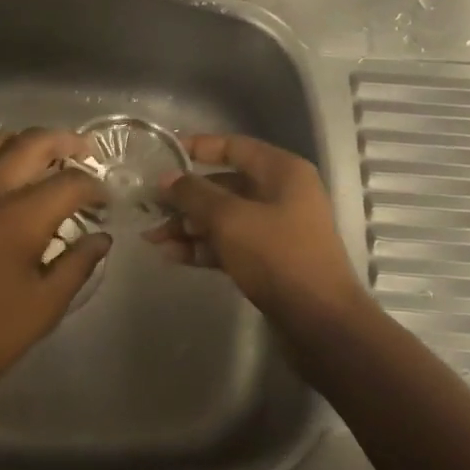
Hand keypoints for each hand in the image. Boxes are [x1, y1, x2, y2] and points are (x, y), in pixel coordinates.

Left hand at [0, 127, 108, 413]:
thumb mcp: (43, 308)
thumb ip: (78, 265)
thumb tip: (100, 237)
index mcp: (19, 217)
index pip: (70, 182)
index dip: (95, 186)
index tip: (105, 199)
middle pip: (32, 142)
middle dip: (65, 142)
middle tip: (85, 152)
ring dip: (26, 143)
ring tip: (43, 162)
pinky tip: (2, 190)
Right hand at [149, 133, 368, 326]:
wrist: (320, 323)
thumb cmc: (277, 257)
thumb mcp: (230, 219)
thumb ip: (194, 194)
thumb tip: (167, 178)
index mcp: (282, 171)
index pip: (234, 146)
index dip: (197, 148)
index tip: (163, 155)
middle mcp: (281, 194)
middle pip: (224, 185)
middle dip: (186, 197)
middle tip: (149, 207)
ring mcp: (276, 228)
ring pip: (223, 217)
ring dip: (188, 226)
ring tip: (152, 238)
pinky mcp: (269, 260)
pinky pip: (230, 243)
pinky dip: (203, 247)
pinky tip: (172, 256)